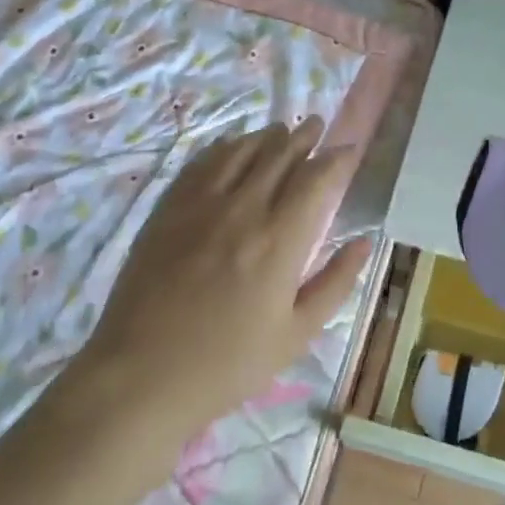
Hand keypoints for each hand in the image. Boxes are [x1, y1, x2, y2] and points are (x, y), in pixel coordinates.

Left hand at [68, 117, 367, 440]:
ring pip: (242, 150)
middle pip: (280, 153)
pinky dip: (225, 147)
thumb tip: (364, 242)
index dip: (337, 157)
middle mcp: (244, 208)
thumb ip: (336, 283)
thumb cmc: (227, 364)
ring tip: (282, 131)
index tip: (349, 150)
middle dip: (305, 136)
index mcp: (280, 239)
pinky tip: (233, 146)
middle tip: (318, 126)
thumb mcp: (296, 334)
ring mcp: (201, 204)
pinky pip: (202, 162)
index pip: (317, 177)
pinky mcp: (168, 209)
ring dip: (268, 136)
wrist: (140, 377)